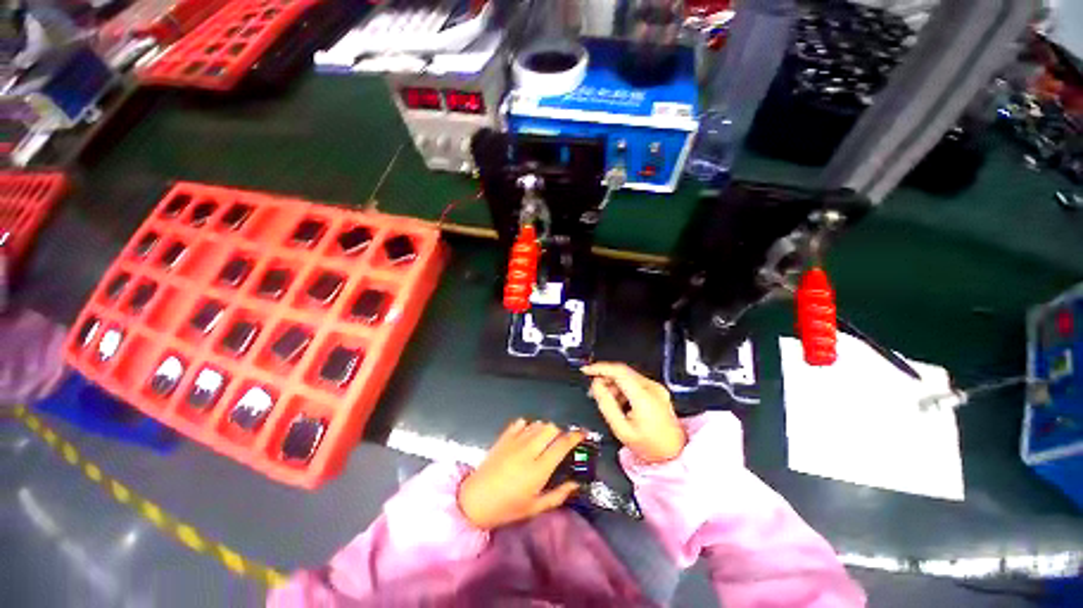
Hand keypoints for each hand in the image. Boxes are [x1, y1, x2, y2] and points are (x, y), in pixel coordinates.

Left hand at [458, 419, 583, 529]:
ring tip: (544, 441)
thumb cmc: (506, 508)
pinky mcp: (504, 437)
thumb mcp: (535, 507)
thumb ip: (558, 495)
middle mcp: (529, 450)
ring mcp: (515, 441)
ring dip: (545, 429)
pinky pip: (521, 422)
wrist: (474, 500)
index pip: (562, 444)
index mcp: (539, 469)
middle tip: (560, 444)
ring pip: (538, 423)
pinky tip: (527, 436)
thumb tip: (576, 483)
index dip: (575, 436)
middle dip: (560, 433)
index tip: (583, 434)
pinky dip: (529, 426)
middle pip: (551, 428)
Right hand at [583, 362, 685, 463]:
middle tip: (593, 389)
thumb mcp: (622, 429)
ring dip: (613, 383)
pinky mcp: (656, 390)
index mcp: (644, 396)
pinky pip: (634, 382)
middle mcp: (652, 388)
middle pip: (622, 371)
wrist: (674, 453)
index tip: (587, 370)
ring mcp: (656, 388)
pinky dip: (622, 387)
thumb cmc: (650, 446)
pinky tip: (618, 400)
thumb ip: (606, 405)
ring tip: (606, 399)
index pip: (619, 371)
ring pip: (627, 376)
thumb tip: (596, 386)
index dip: (600, 368)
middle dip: (604, 377)